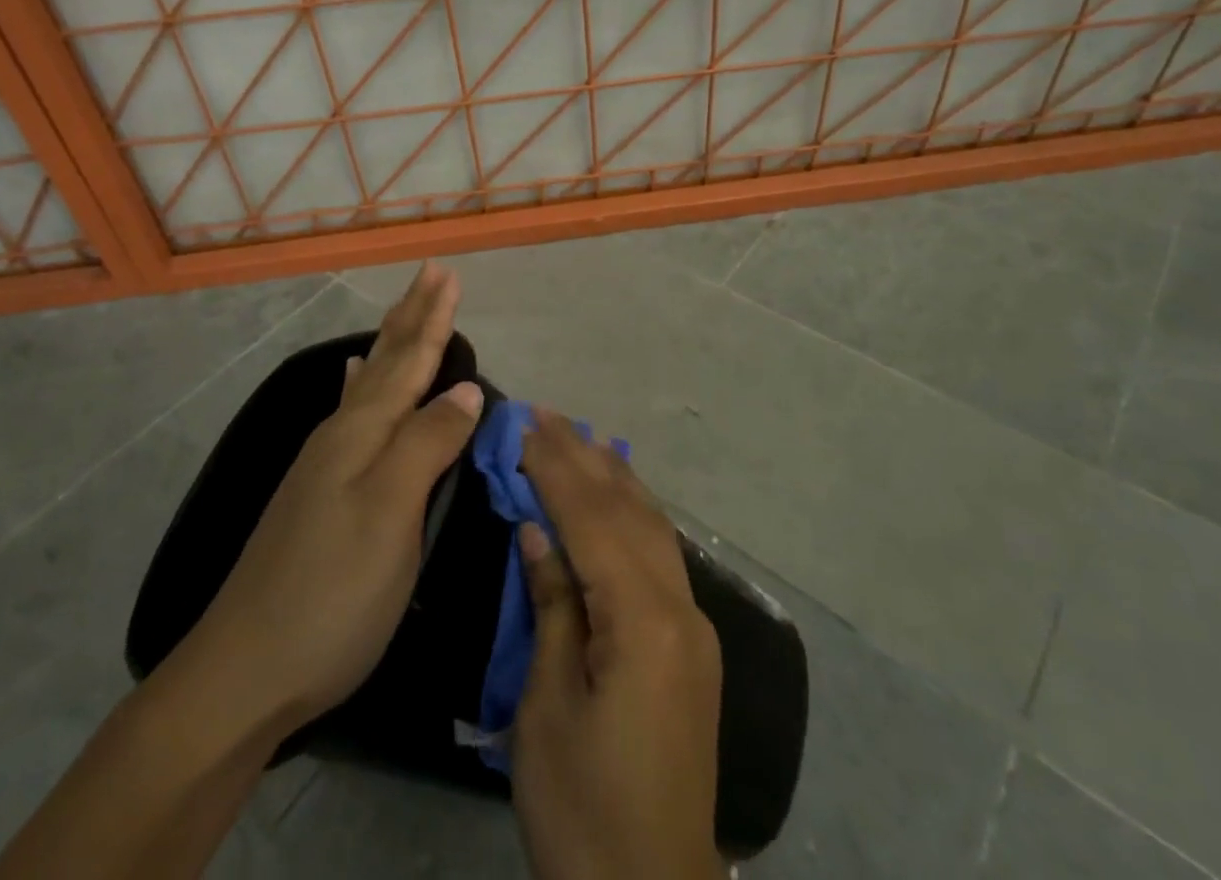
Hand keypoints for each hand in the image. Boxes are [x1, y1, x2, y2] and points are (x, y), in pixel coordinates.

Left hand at [175, 263, 483, 731]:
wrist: (244, 673)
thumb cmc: (332, 593)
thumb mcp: (392, 514)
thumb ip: (428, 443)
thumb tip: (465, 388)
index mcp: (362, 434)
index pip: (409, 361)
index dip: (433, 319)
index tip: (449, 274)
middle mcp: (341, 436)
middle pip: (385, 361)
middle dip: (412, 316)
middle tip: (431, 274)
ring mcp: (324, 465)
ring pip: (368, 384)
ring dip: (391, 344)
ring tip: (401, 313)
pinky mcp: (318, 494)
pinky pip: (349, 413)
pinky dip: (359, 386)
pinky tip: (351, 379)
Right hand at [513, 412, 723, 879]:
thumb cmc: (582, 806)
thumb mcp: (547, 708)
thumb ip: (552, 608)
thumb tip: (538, 533)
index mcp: (643, 621)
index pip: (592, 521)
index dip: (556, 469)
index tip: (526, 425)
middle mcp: (680, 608)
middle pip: (628, 512)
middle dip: (585, 458)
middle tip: (548, 414)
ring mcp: (694, 626)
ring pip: (653, 527)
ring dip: (614, 478)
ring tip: (580, 438)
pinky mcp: (693, 646)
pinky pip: (661, 556)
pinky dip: (633, 515)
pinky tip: (617, 498)